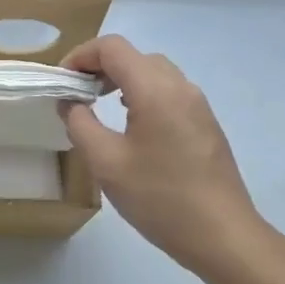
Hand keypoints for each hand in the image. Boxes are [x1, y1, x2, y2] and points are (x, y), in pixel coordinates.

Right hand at [60, 35, 271, 275]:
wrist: (222, 236)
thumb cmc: (159, 198)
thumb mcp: (106, 163)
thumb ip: (80, 124)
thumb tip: (70, 103)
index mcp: (155, 90)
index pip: (112, 48)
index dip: (80, 56)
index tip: (62, 82)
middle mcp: (180, 87)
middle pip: (134, 56)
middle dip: (99, 67)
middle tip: (76, 95)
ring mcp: (198, 105)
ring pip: (153, 73)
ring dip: (121, 79)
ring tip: (98, 106)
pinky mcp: (206, 124)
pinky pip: (168, 93)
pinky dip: (142, 94)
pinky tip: (131, 125)